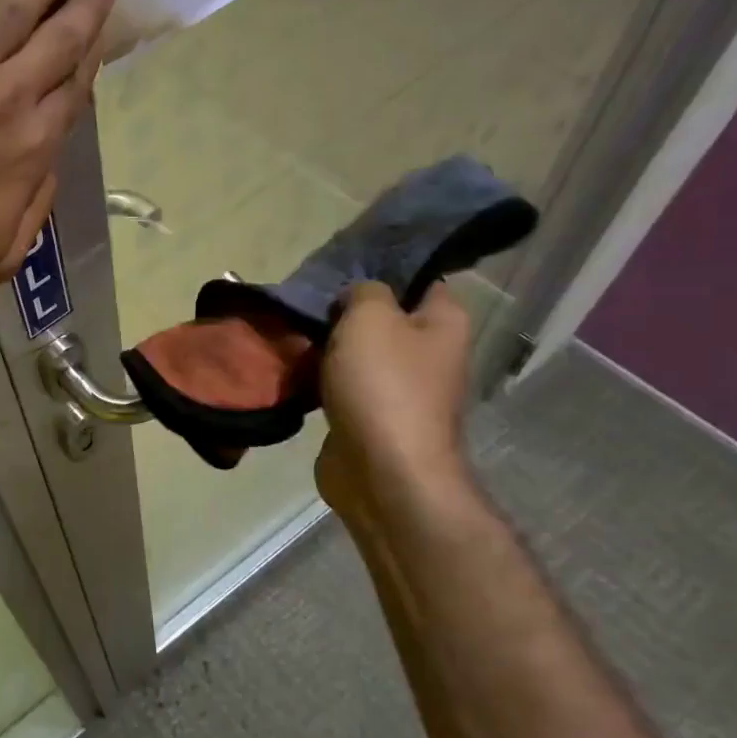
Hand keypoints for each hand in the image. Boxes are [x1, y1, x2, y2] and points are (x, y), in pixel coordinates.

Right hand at [315, 282, 474, 518]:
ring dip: (328, 346)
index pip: (420, 279)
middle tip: (308, 300)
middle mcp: (429, 353)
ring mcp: (401, 389)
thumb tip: (357, 298)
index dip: (383, 269)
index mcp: (444, 323)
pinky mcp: (371, 416)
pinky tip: (294, 369)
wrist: (382, 472)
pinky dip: (320, 379)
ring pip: (358, 353)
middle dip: (345, 311)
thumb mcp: (370, 317)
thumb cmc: (384, 386)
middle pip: (383, 318)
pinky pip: (343, 385)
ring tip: (293, 332)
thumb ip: (364, 291)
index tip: (343, 265)